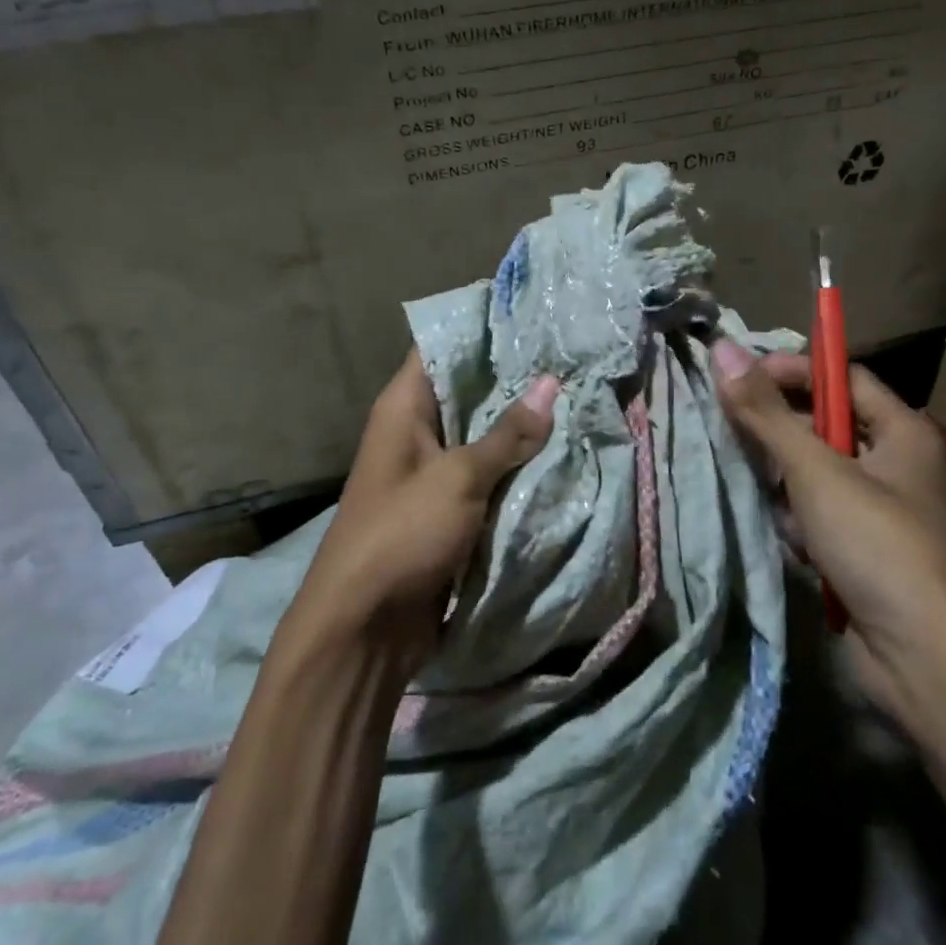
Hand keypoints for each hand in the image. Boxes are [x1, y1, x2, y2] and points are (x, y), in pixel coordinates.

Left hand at [287, 353, 558, 677]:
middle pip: (470, 393)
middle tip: (573, 358)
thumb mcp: (458, 478)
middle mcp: (417, 432)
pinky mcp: (450, 510)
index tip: (535, 317)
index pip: (442, 348)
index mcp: (404, 408)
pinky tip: (562, 453)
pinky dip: (518, 468)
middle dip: (516, 381)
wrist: (366, 628)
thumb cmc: (401, 534)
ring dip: (523, 428)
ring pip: (484, 437)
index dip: (484, 330)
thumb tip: (549, 383)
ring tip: (579, 397)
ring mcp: (434, 473)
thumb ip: (506, 433)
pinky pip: (489, 477)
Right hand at [711, 340, 945, 728]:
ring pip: (817, 475)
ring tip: (776, 506)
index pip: (842, 378)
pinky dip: (801, 524)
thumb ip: (766, 413)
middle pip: (825, 427)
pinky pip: (820, 516)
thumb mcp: (816, 471)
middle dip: (782, 435)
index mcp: (903, 432)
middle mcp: (897, 465)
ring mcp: (882, 511)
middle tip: (738, 438)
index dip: (794, 371)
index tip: (741, 379)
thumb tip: (723, 349)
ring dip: (788, 487)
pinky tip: (795, 545)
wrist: (924, 659)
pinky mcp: (864, 551)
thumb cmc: (877, 546)